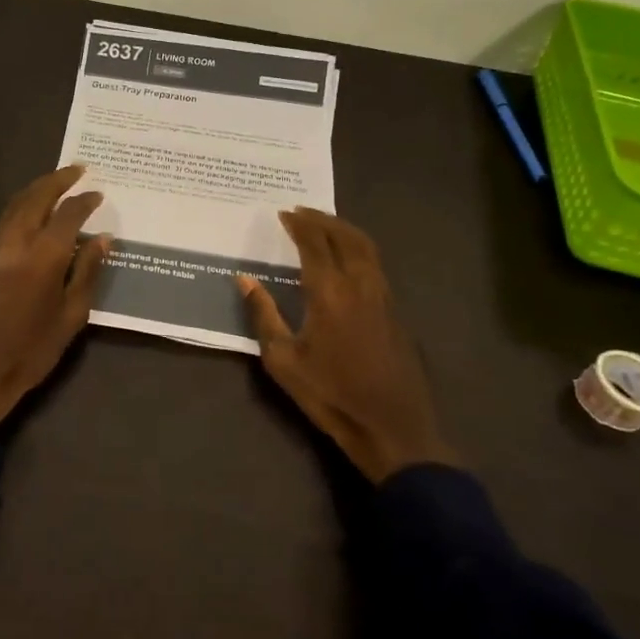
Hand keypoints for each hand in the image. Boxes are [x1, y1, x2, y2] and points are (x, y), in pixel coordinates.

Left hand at [0, 166, 109, 425]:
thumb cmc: (28, 352)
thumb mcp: (70, 317)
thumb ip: (86, 272)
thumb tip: (103, 240)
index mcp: (43, 254)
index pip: (68, 213)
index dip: (85, 201)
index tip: (99, 195)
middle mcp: (15, 240)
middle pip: (36, 195)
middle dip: (58, 179)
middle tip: (78, 170)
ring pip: (15, 203)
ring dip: (37, 188)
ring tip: (56, 183)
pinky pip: (3, 219)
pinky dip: (21, 206)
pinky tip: (31, 213)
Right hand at [237, 208, 456, 483]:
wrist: (391, 427)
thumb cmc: (330, 395)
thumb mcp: (283, 360)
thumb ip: (264, 315)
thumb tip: (244, 280)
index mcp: (330, 292)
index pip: (314, 244)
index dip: (299, 224)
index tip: (283, 213)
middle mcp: (360, 285)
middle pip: (345, 236)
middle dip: (323, 219)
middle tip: (302, 211)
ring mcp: (383, 297)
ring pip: (366, 248)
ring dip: (344, 230)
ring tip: (324, 226)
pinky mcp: (395, 312)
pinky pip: (375, 265)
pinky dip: (358, 249)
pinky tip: (346, 260)